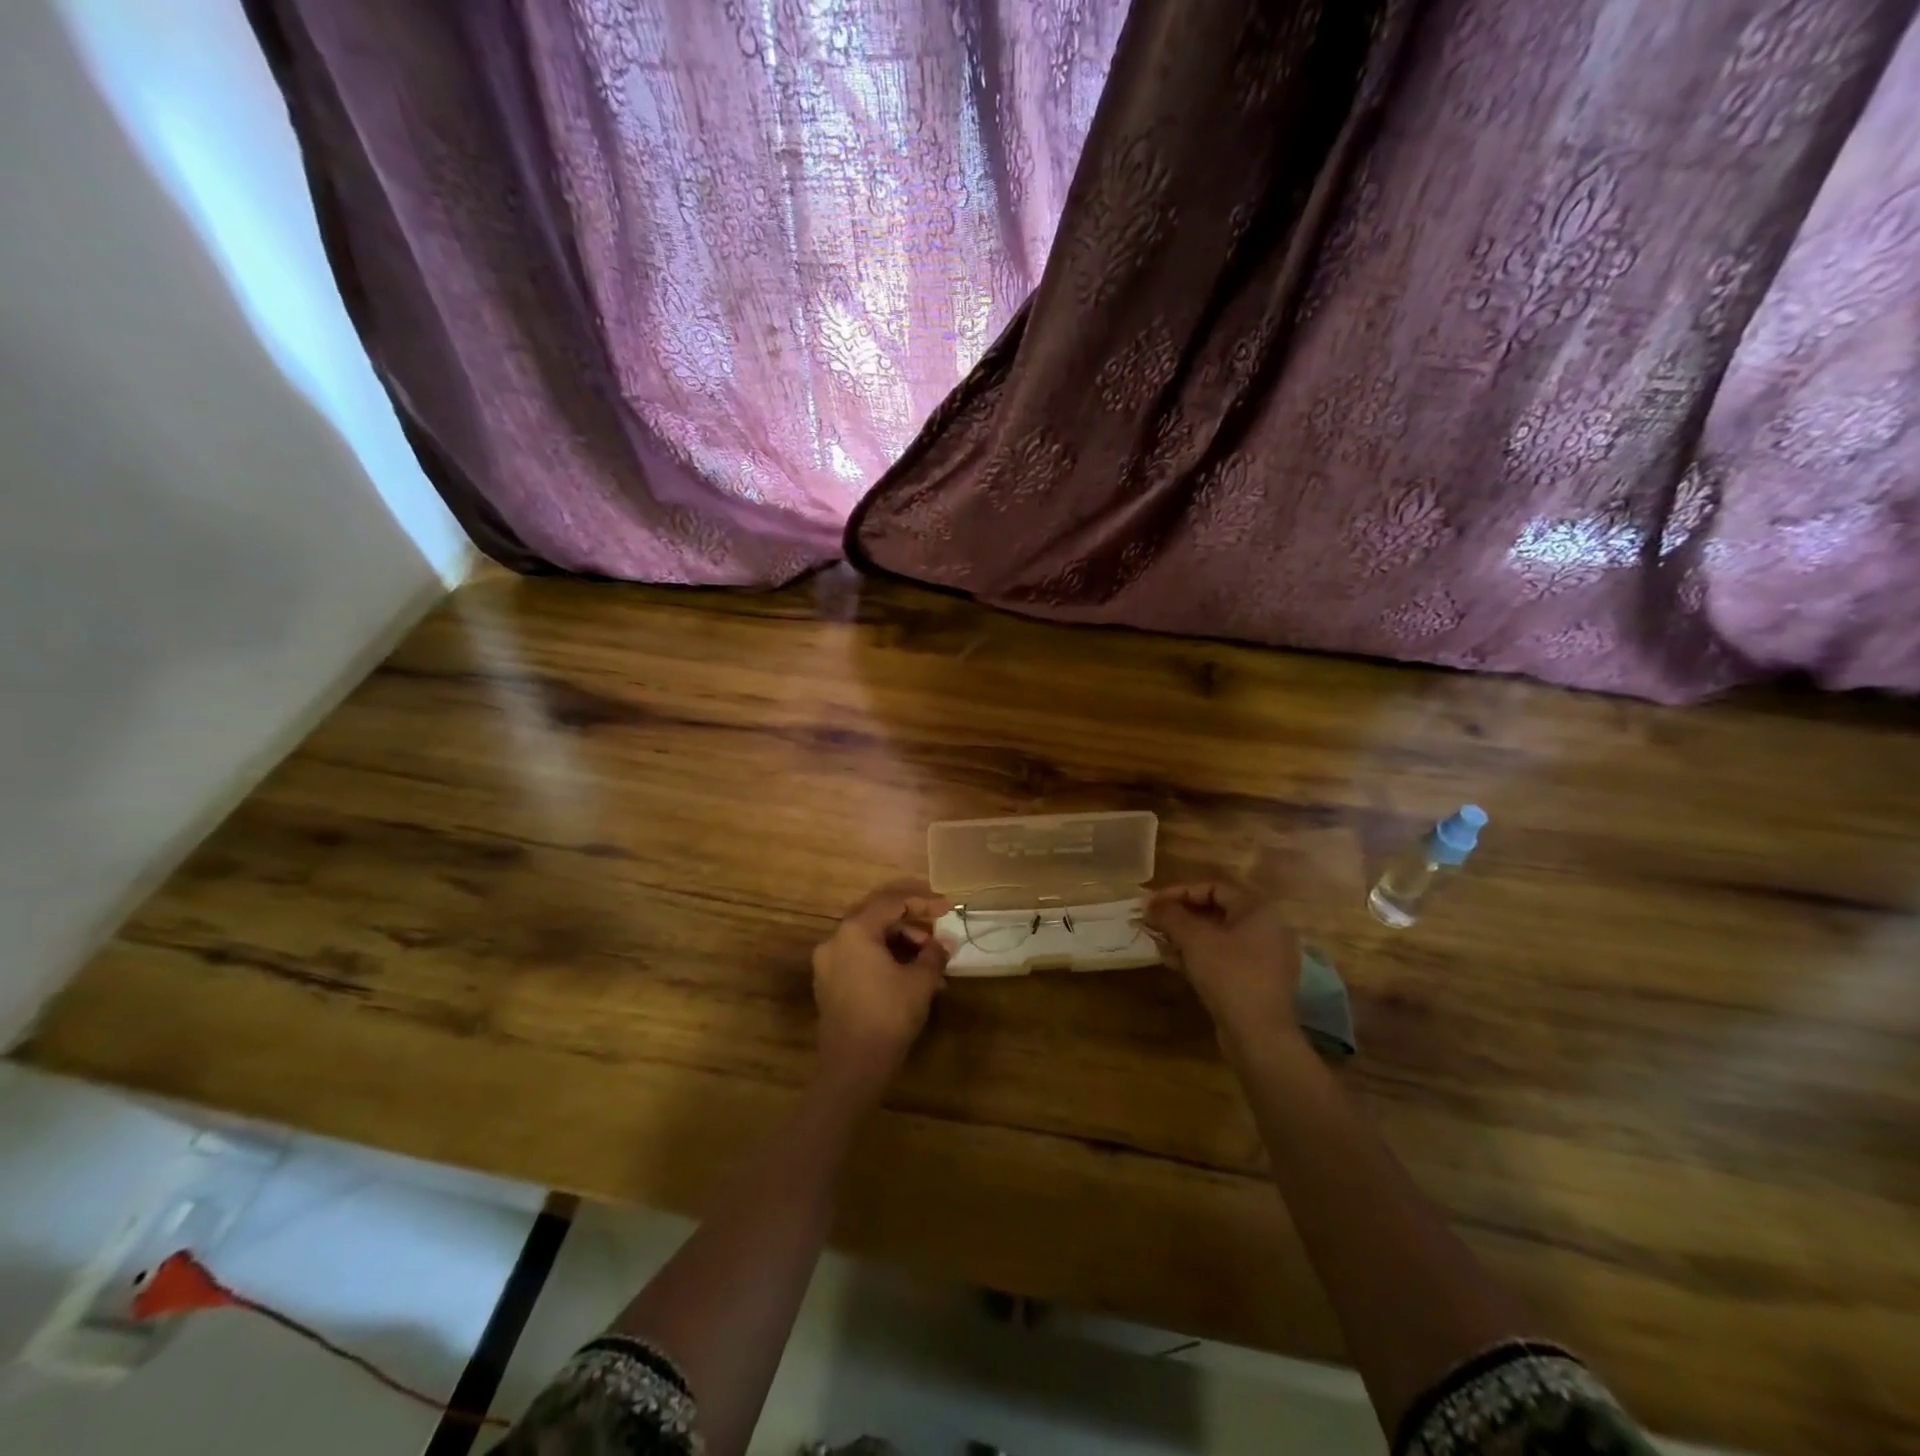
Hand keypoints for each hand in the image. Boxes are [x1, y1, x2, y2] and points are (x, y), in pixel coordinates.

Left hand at [811, 880, 951, 1098]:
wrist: (853, 1067)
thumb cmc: (889, 1015)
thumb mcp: (920, 981)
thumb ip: (934, 954)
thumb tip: (946, 942)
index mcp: (855, 931)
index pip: (892, 904)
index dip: (923, 904)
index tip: (948, 910)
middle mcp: (835, 940)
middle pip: (877, 918)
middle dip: (911, 925)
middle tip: (937, 935)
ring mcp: (827, 963)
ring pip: (868, 940)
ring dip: (899, 945)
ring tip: (929, 964)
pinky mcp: (828, 985)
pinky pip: (859, 959)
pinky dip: (883, 960)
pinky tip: (908, 977)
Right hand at [1146, 881, 1304, 1049]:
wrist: (1260, 1035)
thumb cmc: (1229, 974)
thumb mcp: (1194, 939)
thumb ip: (1170, 915)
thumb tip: (1148, 902)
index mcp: (1257, 909)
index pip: (1212, 887)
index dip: (1178, 892)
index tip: (1152, 904)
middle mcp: (1266, 928)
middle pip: (1215, 911)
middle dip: (1179, 916)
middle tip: (1152, 922)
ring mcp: (1264, 956)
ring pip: (1217, 937)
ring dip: (1185, 937)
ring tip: (1158, 942)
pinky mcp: (1256, 981)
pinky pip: (1223, 957)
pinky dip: (1199, 955)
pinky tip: (1174, 962)